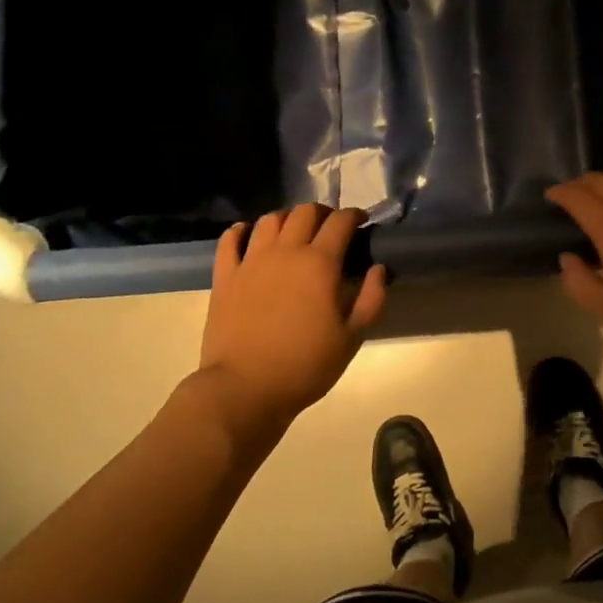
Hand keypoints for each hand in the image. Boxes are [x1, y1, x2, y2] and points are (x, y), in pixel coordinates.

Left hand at [186, 204, 386, 442]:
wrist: (244, 389)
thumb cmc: (305, 365)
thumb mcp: (352, 338)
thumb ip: (371, 298)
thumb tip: (378, 269)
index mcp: (320, 263)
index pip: (340, 221)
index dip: (354, 216)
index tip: (361, 223)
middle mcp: (285, 251)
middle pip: (305, 212)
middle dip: (323, 213)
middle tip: (330, 229)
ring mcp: (251, 261)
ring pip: (270, 220)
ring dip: (287, 219)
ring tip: (294, 233)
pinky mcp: (225, 276)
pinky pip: (230, 240)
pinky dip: (242, 231)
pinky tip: (249, 235)